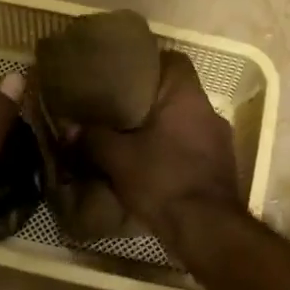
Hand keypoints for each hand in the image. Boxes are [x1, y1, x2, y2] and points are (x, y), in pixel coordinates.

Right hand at [80, 51, 240, 244]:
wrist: (206, 229)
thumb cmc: (163, 180)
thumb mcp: (118, 158)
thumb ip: (93, 138)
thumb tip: (68, 128)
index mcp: (187, 97)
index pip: (175, 60)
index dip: (150, 62)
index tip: (125, 73)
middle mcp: (209, 112)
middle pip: (178, 93)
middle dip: (150, 101)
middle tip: (119, 109)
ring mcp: (220, 142)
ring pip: (185, 123)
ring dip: (162, 129)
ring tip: (132, 139)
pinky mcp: (221, 168)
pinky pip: (192, 148)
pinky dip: (173, 152)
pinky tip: (152, 166)